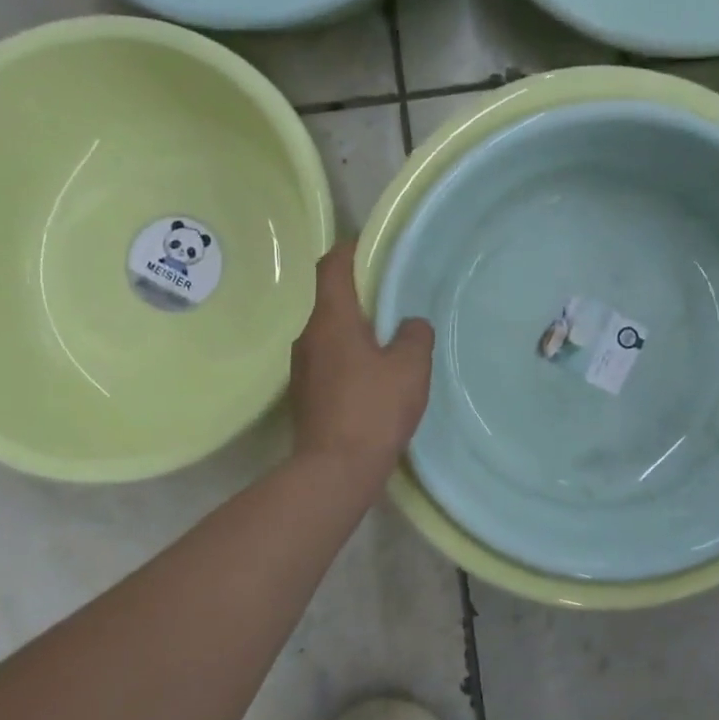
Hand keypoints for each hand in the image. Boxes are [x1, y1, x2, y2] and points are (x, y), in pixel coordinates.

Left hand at [291, 242, 433, 475]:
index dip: (351, 249)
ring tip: (391, 341)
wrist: (334, 470)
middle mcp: (308, 336)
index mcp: (331, 319)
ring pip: (331, 333)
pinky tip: (376, 377)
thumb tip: (410, 325)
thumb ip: (415, 336)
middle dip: (361, 294)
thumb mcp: (410, 367)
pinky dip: (351, 357)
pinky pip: (330, 360)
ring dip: (357, 329)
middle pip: (331, 299)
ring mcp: (303, 367)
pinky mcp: (306, 394)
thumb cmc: (374, 409)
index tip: (374, 249)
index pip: (332, 266)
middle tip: (396, 300)